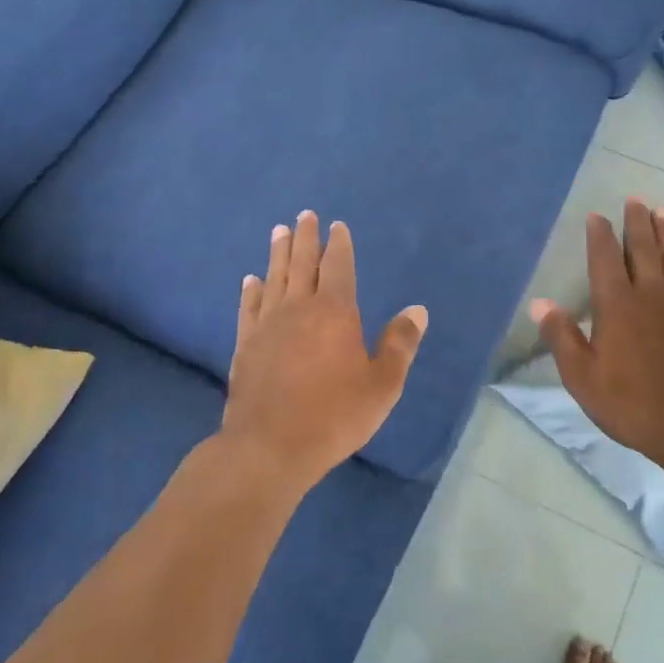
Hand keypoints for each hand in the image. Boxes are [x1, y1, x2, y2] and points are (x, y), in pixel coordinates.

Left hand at [220, 211, 427, 488]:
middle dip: (305, 238)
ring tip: (279, 231)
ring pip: (274, 278)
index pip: (339, 267)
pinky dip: (252, 290)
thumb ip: (400, 344)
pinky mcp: (245, 345)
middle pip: (303, 263)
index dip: (339, 245)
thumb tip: (418, 310)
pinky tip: (251, 280)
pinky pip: (249, 307)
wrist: (271, 446)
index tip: (336, 226)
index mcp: (335, 312)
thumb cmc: (334, 415)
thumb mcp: (382, 384)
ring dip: (277, 253)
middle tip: (305, 215)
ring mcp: (267, 325)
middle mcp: (299, 308)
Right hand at [530, 199, 663, 466]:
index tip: (597, 215)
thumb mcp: (581, 376)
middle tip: (636, 199)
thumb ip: (561, 337)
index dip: (600, 235)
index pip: (605, 258)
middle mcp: (650, 295)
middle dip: (638, 222)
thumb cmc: (630, 401)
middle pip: (644, 249)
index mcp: (616, 304)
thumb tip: (540, 303)